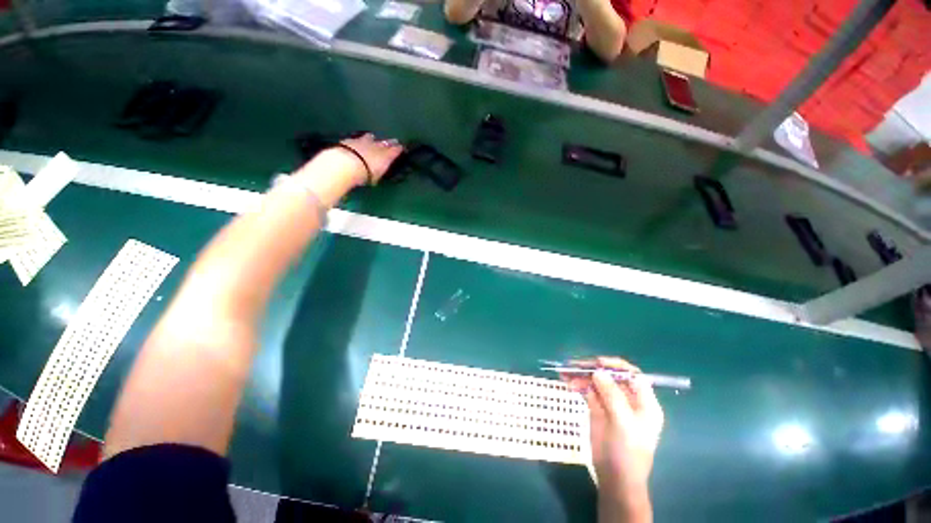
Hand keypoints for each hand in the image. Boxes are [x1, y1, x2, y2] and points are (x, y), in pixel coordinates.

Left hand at [339, 133, 403, 184]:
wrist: (347, 164)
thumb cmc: (366, 174)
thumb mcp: (377, 177)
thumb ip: (379, 171)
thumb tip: (379, 170)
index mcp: (386, 156)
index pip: (395, 150)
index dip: (398, 148)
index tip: (401, 147)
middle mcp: (377, 146)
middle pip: (385, 142)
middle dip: (389, 142)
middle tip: (393, 141)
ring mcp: (363, 141)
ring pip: (370, 137)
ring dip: (372, 138)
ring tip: (373, 138)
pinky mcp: (350, 140)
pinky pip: (356, 139)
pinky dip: (358, 140)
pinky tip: (356, 141)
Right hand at [563, 357, 663, 521]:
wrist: (614, 478)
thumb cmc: (627, 452)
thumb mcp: (624, 423)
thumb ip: (613, 396)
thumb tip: (598, 372)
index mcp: (643, 402)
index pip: (632, 375)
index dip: (615, 366)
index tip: (597, 363)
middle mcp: (628, 399)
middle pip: (610, 376)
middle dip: (593, 368)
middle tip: (573, 365)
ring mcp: (611, 403)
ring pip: (597, 382)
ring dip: (581, 375)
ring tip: (565, 373)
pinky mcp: (598, 408)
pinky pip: (588, 390)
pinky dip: (578, 384)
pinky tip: (567, 382)